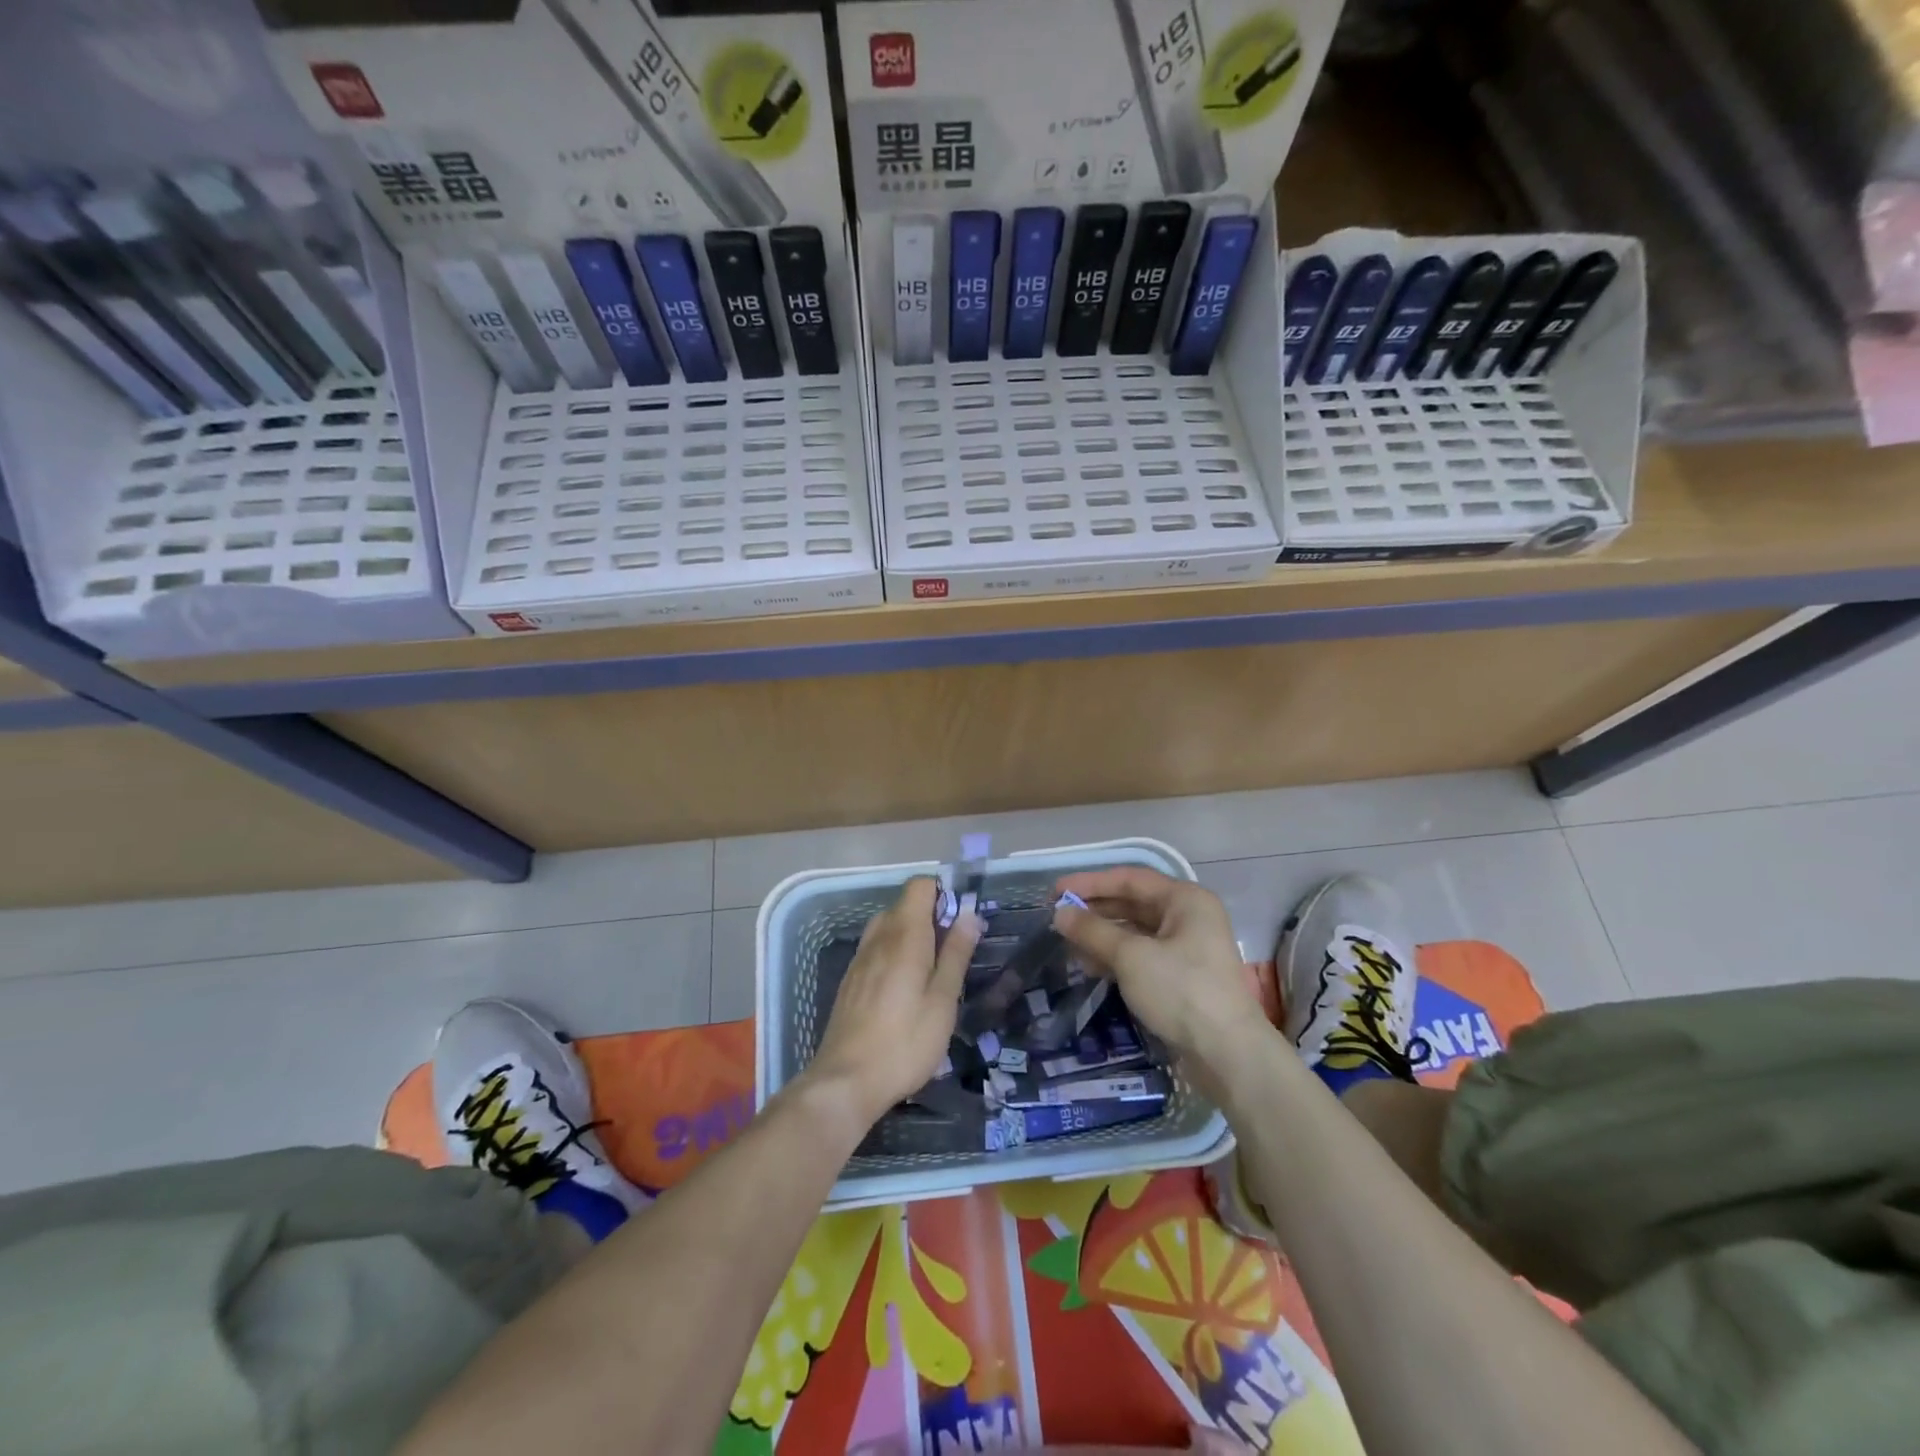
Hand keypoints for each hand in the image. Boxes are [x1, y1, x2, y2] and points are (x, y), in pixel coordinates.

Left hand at [805, 878, 981, 1125]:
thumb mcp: (943, 1000)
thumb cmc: (905, 1041)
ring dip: (912, 938)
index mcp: (904, 934)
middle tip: (953, 954)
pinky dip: (894, 955)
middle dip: (931, 918)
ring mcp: (860, 958)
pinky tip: (905, 992)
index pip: (919, 886)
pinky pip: (876, 950)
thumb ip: (956, 953)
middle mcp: (878, 936)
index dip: (943, 893)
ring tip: (932, 975)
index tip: (961, 921)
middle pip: (905, 906)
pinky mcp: (851, 980)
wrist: (846, 1081)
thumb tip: (969, 914)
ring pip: (889, 928)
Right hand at [1052, 867, 1263, 1082]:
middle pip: (1133, 904)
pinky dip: (1116, 957)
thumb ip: (1093, 931)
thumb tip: (1060, 914)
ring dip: (1102, 936)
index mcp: (1185, 900)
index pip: (1130, 879)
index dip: (1090, 883)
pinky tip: (1090, 966)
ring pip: (1136, 932)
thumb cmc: (1181, 991)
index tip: (1056, 892)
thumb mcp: (1131, 957)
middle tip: (1058, 918)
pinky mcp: (1182, 977)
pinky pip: (1142, 955)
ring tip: (1068, 944)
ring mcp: (1187, 948)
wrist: (1228, 1054)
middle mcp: (1189, 917)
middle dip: (1095, 911)